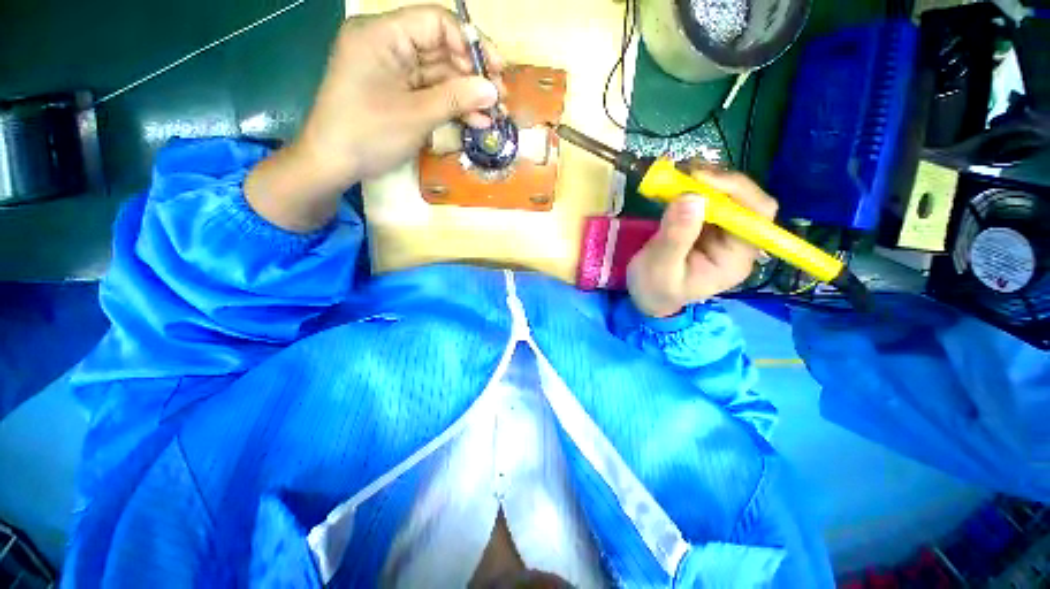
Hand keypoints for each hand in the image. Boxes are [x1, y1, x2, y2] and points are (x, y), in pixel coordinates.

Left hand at [247, 6, 503, 231]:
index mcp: (382, 34)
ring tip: (494, 115)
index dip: (470, 43)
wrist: (333, 163)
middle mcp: (387, 43)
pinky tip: (475, 121)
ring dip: (467, 95)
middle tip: (500, 99)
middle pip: (440, 48)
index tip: (495, 71)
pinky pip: (430, 91)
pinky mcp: (396, 91)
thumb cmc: (369, 134)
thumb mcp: (416, 116)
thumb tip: (493, 91)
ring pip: (439, 73)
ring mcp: (392, 69)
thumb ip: (456, 99)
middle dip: (473, 74)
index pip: (436, 22)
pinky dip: (452, 105)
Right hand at [627, 166, 777, 317]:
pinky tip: (673, 184)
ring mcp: (720, 231)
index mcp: (736, 258)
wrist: (646, 298)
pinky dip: (690, 187)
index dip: (735, 190)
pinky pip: (705, 199)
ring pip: (724, 194)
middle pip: (743, 199)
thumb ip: (676, 237)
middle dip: (716, 181)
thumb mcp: (661, 268)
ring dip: (702, 180)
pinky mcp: (704, 225)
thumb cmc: (655, 290)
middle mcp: (736, 241)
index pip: (756, 215)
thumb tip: (692, 197)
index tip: (699, 179)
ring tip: (674, 175)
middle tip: (683, 172)